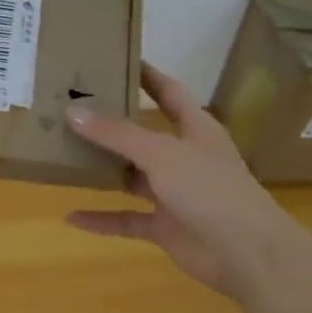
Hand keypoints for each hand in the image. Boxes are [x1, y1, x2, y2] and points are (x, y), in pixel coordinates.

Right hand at [64, 62, 311, 302]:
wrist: (246, 253)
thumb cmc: (209, 188)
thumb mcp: (160, 153)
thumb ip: (116, 134)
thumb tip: (73, 112)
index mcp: (195, 128)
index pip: (168, 92)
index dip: (147, 75)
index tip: (117, 58)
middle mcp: (184, 157)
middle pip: (143, 134)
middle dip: (112, 124)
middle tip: (73, 107)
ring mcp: (175, 194)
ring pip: (132, 177)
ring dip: (104, 170)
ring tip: (65, 156)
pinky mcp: (166, 227)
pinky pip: (127, 219)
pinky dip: (102, 219)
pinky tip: (71, 217)